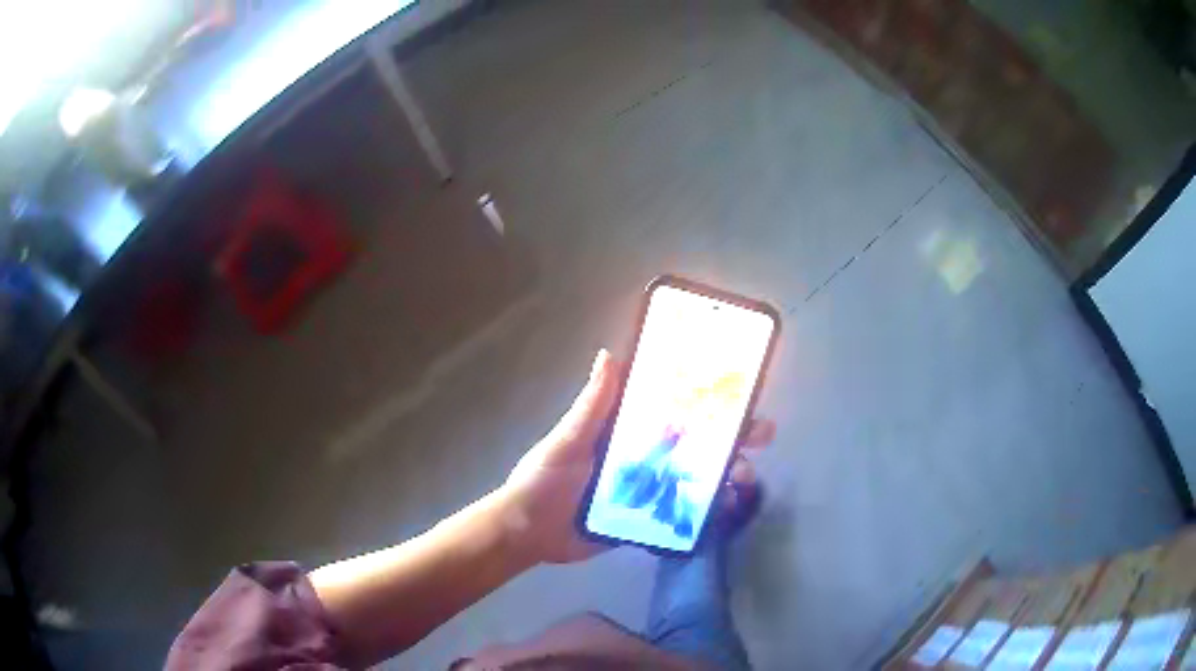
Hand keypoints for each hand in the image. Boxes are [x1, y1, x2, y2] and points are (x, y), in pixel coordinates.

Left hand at [500, 349, 776, 564]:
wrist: (529, 534)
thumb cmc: (543, 480)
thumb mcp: (567, 440)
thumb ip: (591, 406)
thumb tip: (608, 354)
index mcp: (626, 429)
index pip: (673, 407)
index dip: (705, 398)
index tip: (738, 389)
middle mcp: (643, 455)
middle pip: (696, 441)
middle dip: (732, 435)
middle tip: (761, 434)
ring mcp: (649, 488)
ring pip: (698, 476)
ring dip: (727, 474)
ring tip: (744, 478)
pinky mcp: (648, 518)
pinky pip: (684, 512)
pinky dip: (710, 510)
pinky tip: (729, 509)